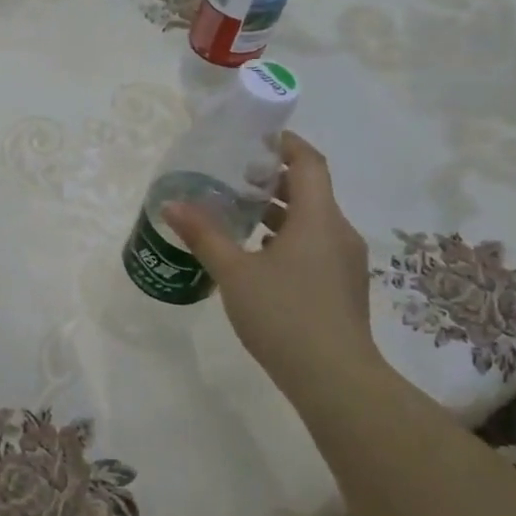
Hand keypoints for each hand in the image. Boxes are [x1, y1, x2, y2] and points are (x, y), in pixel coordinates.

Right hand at [161, 132, 376, 394]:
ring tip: (236, 213)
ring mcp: (344, 262)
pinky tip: (255, 255)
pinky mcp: (341, 286)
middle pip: (310, 190)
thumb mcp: (234, 272)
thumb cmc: (284, 314)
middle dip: (272, 178)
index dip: (285, 144)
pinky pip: (313, 245)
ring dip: (277, 210)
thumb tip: (171, 204)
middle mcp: (338, 232)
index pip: (309, 162)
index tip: (254, 137)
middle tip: (232, 176)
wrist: (334, 378)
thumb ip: (204, 235)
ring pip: (311, 221)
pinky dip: (285, 237)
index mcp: (318, 218)